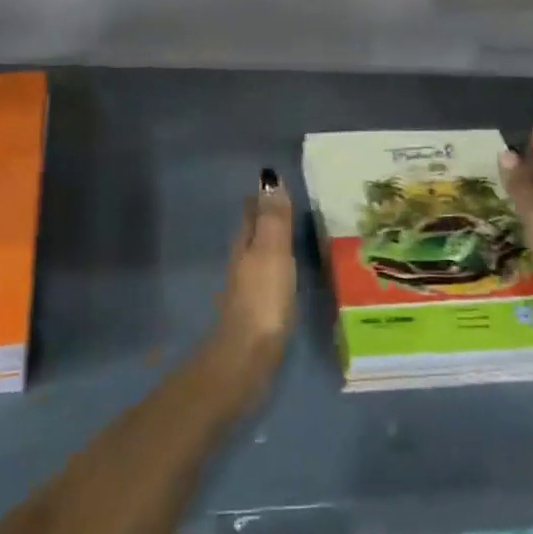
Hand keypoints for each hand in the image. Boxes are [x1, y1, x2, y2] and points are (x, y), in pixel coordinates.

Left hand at [212, 173, 296, 382]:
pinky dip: (275, 270)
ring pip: (257, 257)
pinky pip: (266, 279)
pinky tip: (286, 276)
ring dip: (270, 245)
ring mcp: (246, 289)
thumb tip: (269, 177)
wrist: (247, 356)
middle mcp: (241, 263)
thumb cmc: (263, 298)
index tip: (274, 185)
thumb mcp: (272, 251)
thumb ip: (273, 218)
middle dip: (264, 219)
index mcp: (245, 245)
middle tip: (286, 205)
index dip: (261, 198)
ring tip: (291, 237)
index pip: (251, 213)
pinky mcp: (255, 313)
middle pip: (252, 234)